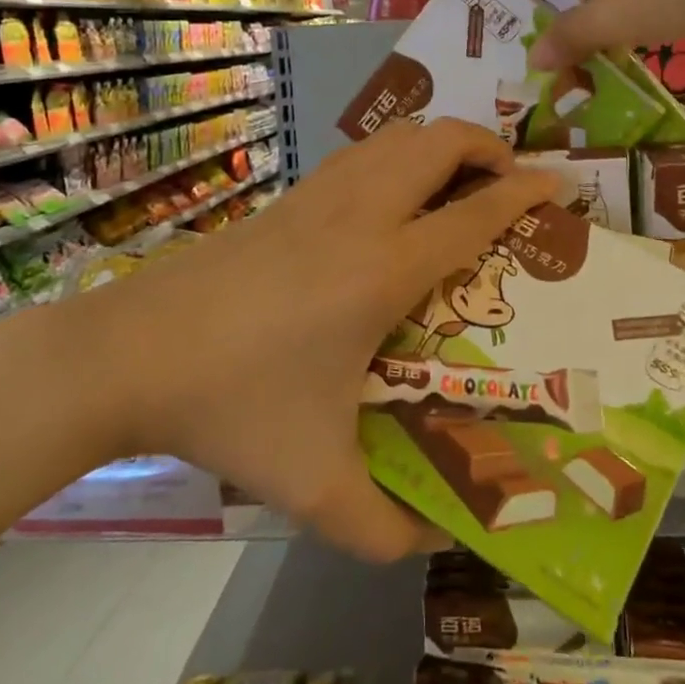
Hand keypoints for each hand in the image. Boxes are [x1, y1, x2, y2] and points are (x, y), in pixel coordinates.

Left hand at [91, 119, 556, 560]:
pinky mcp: (285, 199)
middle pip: (438, 143)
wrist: (127, 353)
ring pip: (395, 137)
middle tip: (509, 178)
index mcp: (383, 269)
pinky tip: (389, 195)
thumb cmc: (232, 404)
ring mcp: (318, 198)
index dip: (523, 192)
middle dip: (487, 145)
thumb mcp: (313, 482)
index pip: (473, 214)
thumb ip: (380, 527)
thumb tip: (429, 546)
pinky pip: (359, 154)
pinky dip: (395, 154)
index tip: (557, 184)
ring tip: (457, 177)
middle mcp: (359, 216)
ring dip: (438, 144)